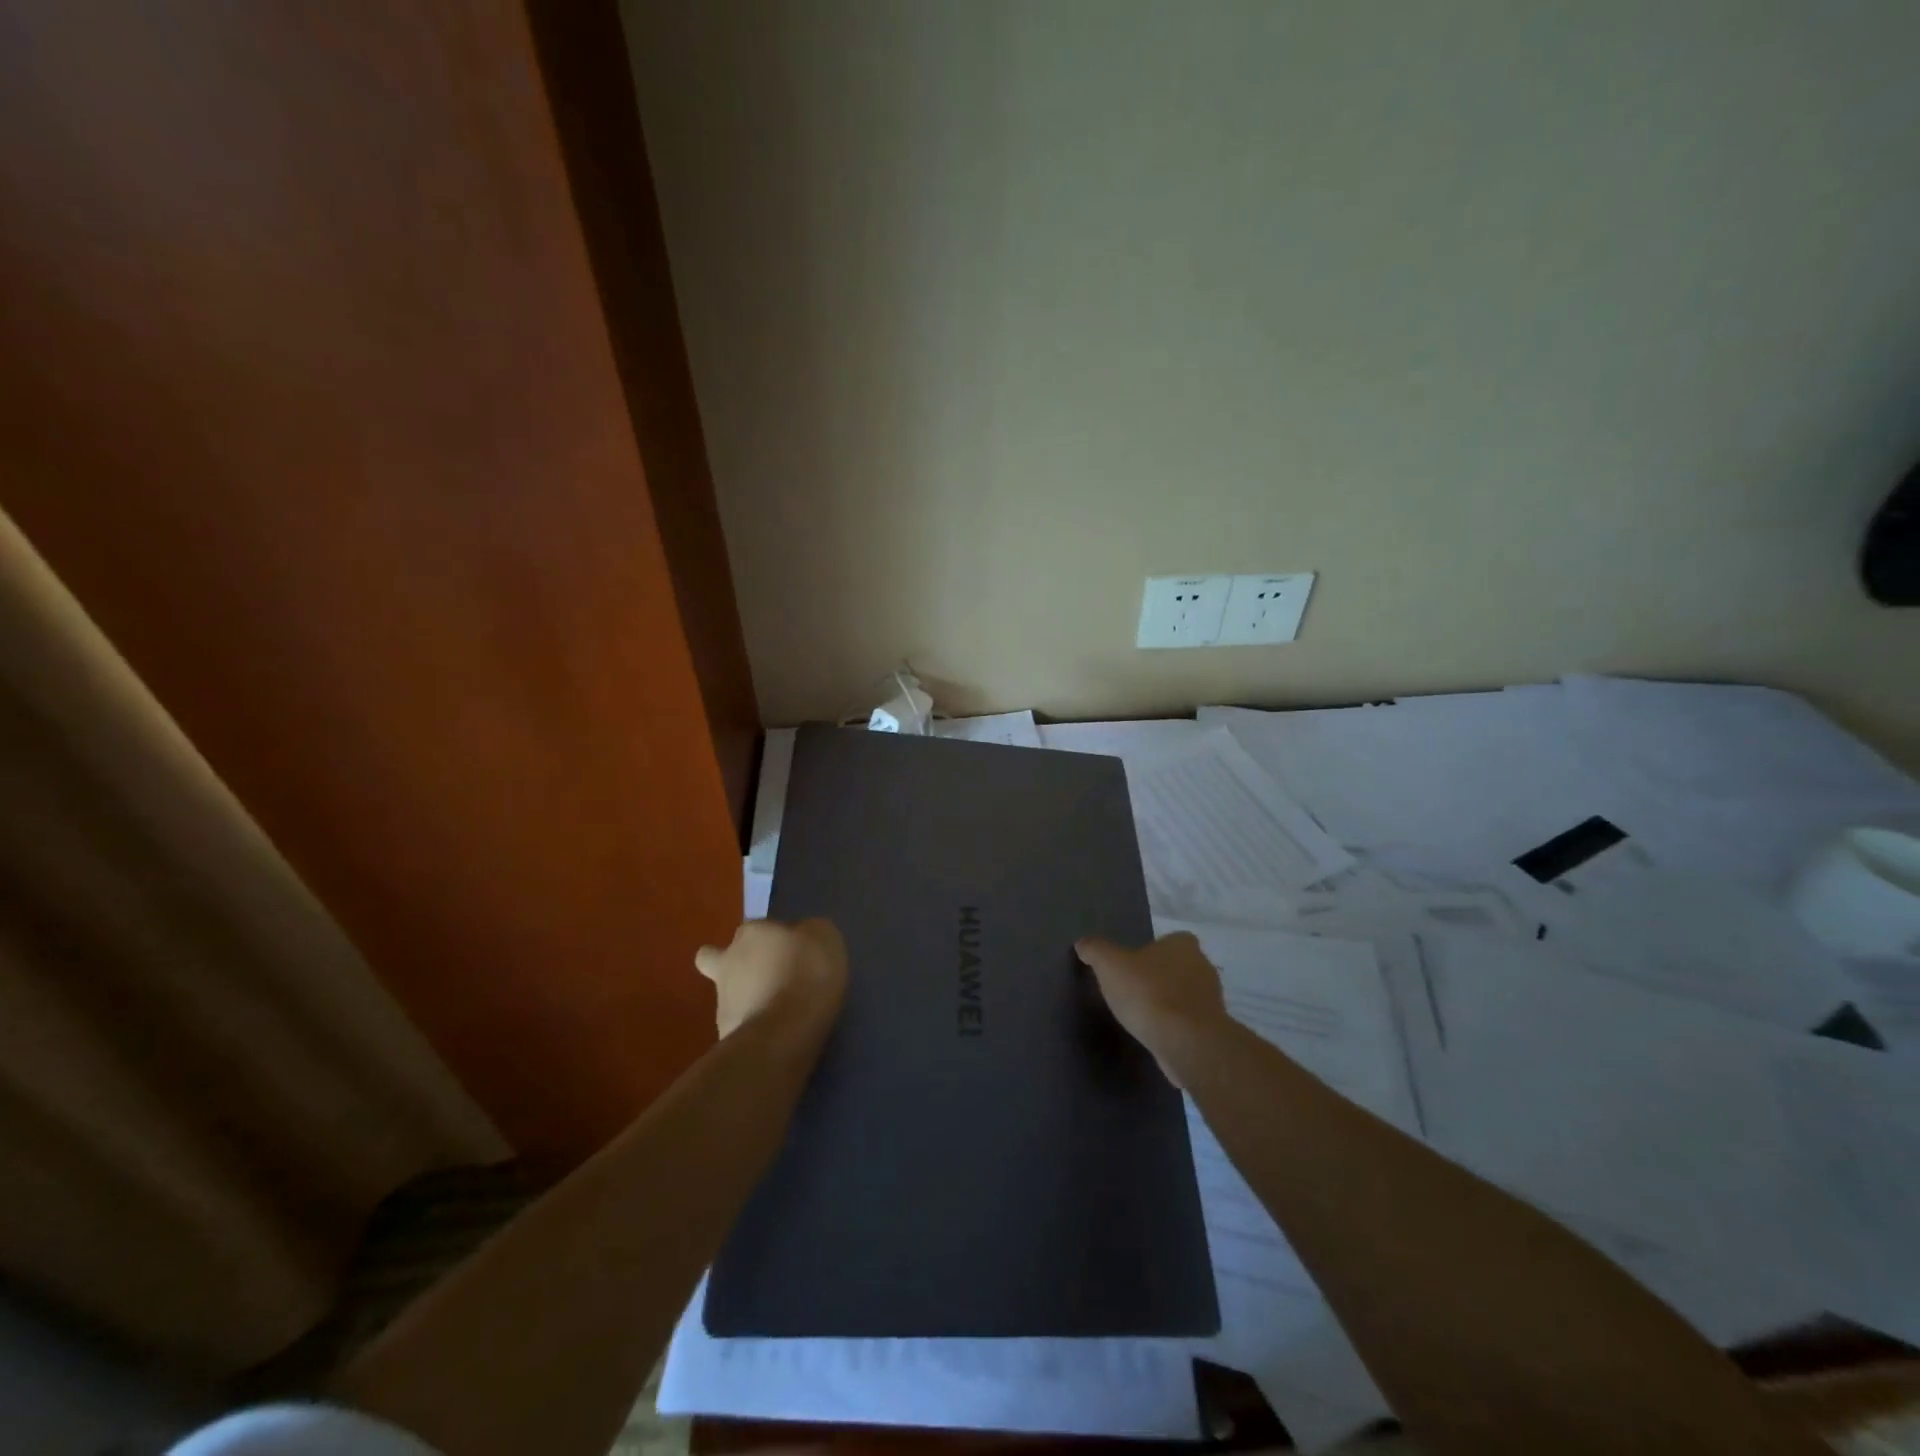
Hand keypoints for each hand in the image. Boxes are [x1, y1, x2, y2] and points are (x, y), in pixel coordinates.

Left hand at [695, 919, 848, 1040]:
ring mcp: (722, 1000)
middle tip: (765, 979)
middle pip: (717, 958)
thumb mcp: (825, 937)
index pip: (756, 928)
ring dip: (748, 1000)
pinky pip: (739, 1026)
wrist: (783, 1031)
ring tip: (780, 1014)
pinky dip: (754, 1028)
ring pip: (728, 995)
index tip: (791, 951)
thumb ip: (808, 933)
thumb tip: (802, 937)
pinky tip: (777, 1036)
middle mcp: (729, 961)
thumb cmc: (806, 973)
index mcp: (752, 932)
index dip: (771, 938)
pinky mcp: (724, 1035)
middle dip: (734, 966)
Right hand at [1074, 932, 1229, 1086]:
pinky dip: (1174, 1028)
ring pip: (1184, 996)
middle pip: (1178, 967)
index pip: (1170, 940)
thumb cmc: (1149, 994)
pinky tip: (1155, 1036)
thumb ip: (1095, 950)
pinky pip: (1188, 1023)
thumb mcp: (1110, 965)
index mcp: (1184, 945)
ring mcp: (1211, 1001)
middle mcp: (1203, 967)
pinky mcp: (1211, 1031)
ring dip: (1167, 1004)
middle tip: (1133, 990)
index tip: (1132, 966)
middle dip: (1159, 978)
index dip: (1152, 951)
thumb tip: (1083, 943)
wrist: (1187, 1044)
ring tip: (1141, 1016)